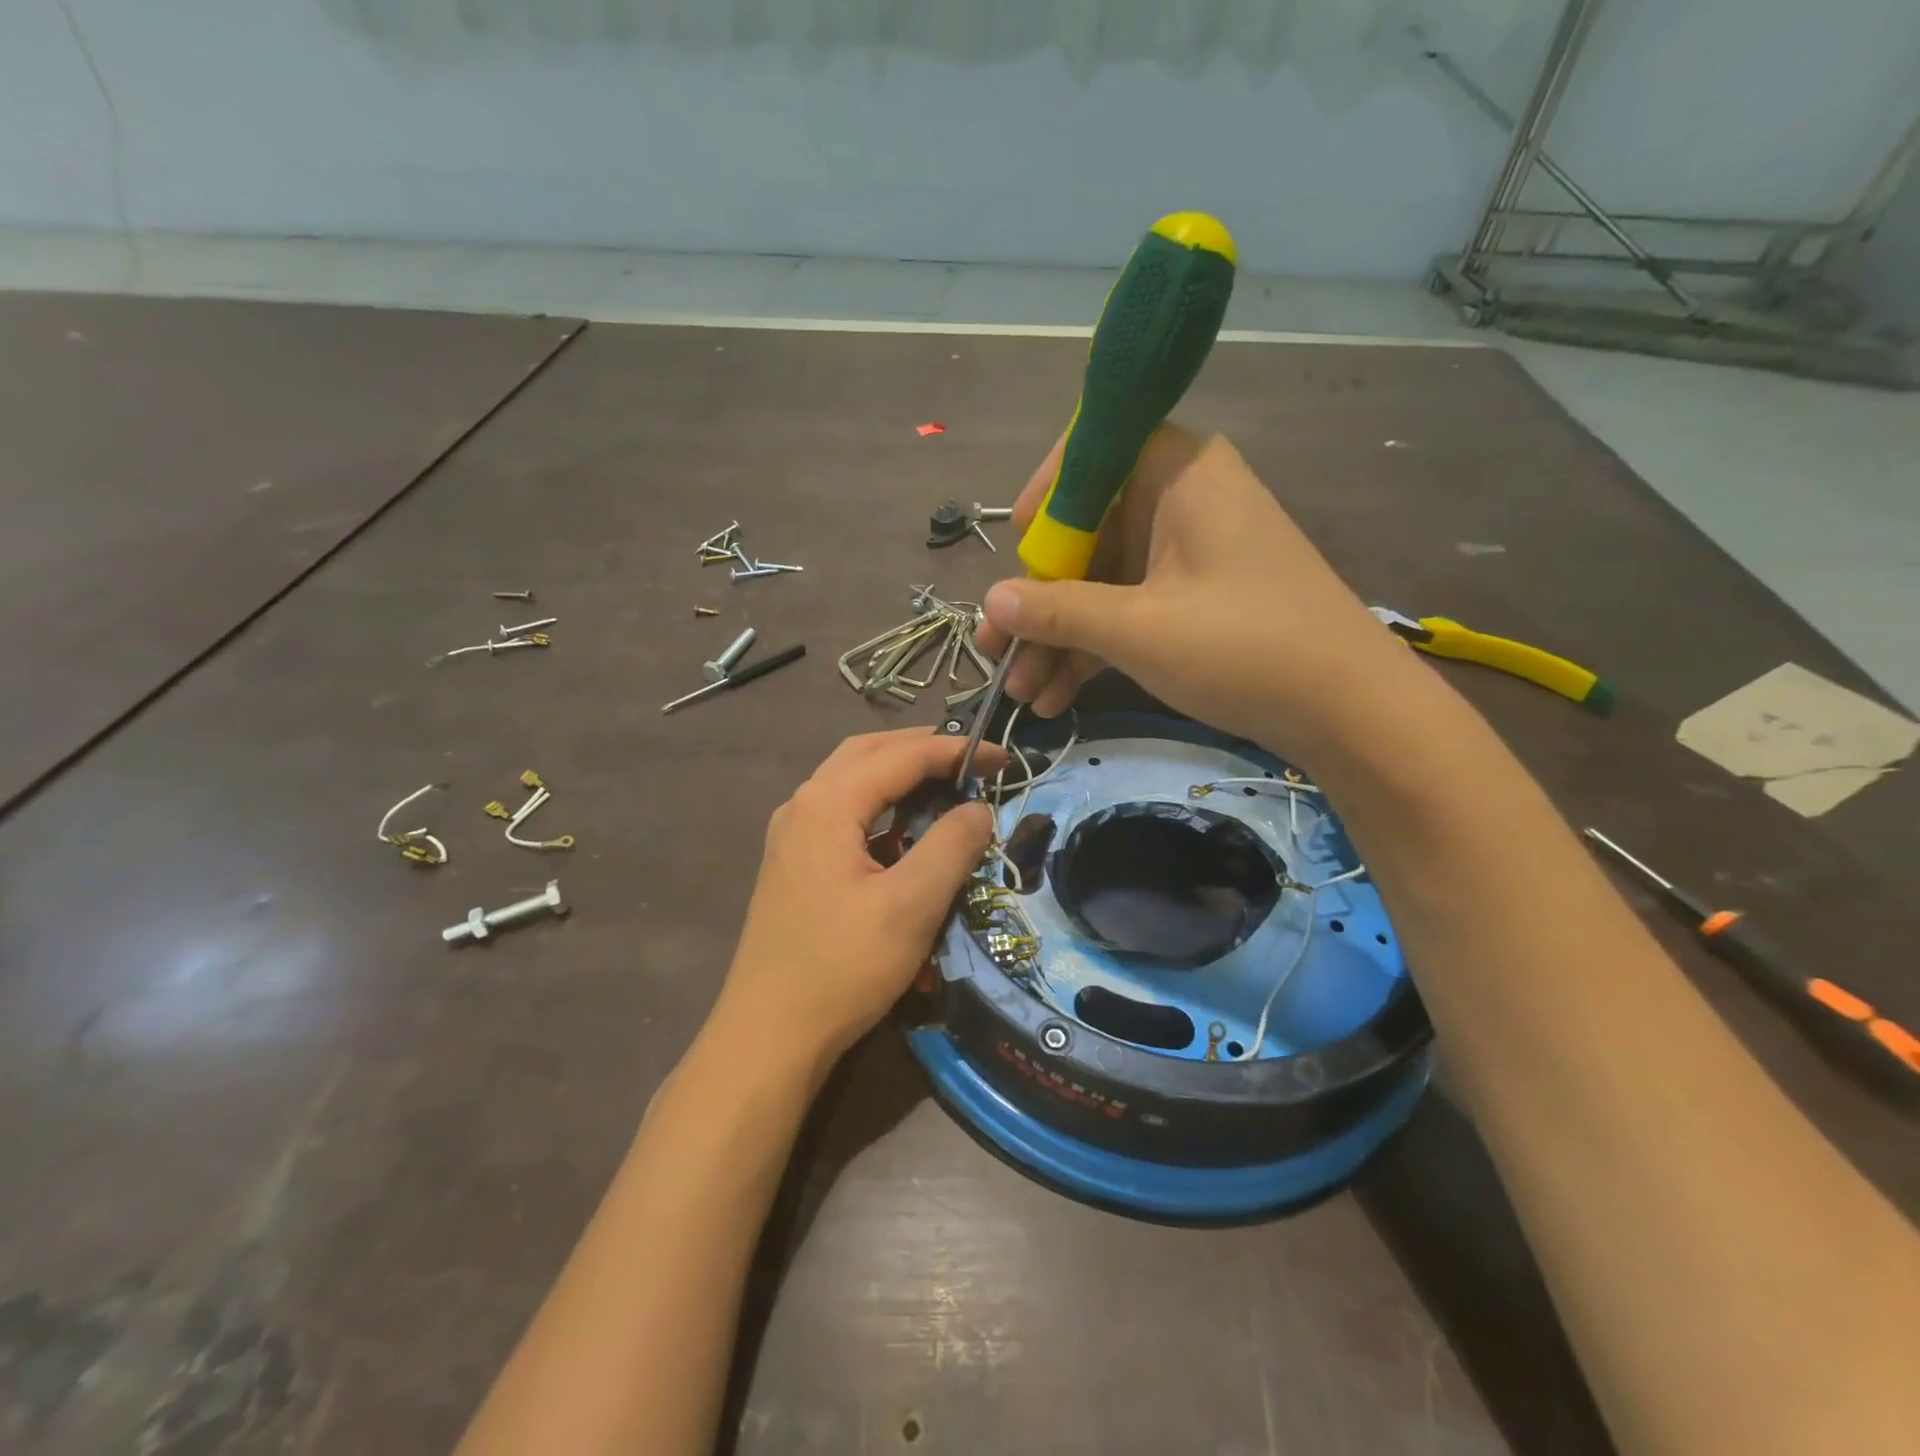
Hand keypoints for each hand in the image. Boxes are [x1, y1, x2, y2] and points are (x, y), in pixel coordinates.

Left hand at [710, 729, 1005, 1065]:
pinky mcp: (793, 863)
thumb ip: (951, 846)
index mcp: (827, 803)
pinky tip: (903, 832)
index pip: (901, 755)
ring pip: (851, 780)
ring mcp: (791, 834)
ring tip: (944, 785)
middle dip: (922, 749)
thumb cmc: (842, 967)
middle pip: (868, 753)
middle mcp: (803, 804)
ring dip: (898, 774)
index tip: (1002, 758)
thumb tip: (979, 808)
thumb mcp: (911, 905)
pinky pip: (841, 813)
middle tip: (971, 761)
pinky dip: (878, 806)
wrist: (769, 1036)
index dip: (955, 751)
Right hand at [978, 424, 1413, 754]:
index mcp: (1178, 472)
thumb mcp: (1138, 629)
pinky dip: (1094, 650)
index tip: (1015, 549)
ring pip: (1102, 582)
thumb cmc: (1244, 647)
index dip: (1045, 498)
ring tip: (1019, 692)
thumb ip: (1059, 611)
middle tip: (995, 648)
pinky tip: (1055, 699)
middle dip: (1039, 598)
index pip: (1092, 451)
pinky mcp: (1194, 602)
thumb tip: (990, 601)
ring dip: (1059, 637)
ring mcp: (1188, 555)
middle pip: (1088, 532)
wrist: (1349, 711)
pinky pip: (1128, 611)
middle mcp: (1181, 501)